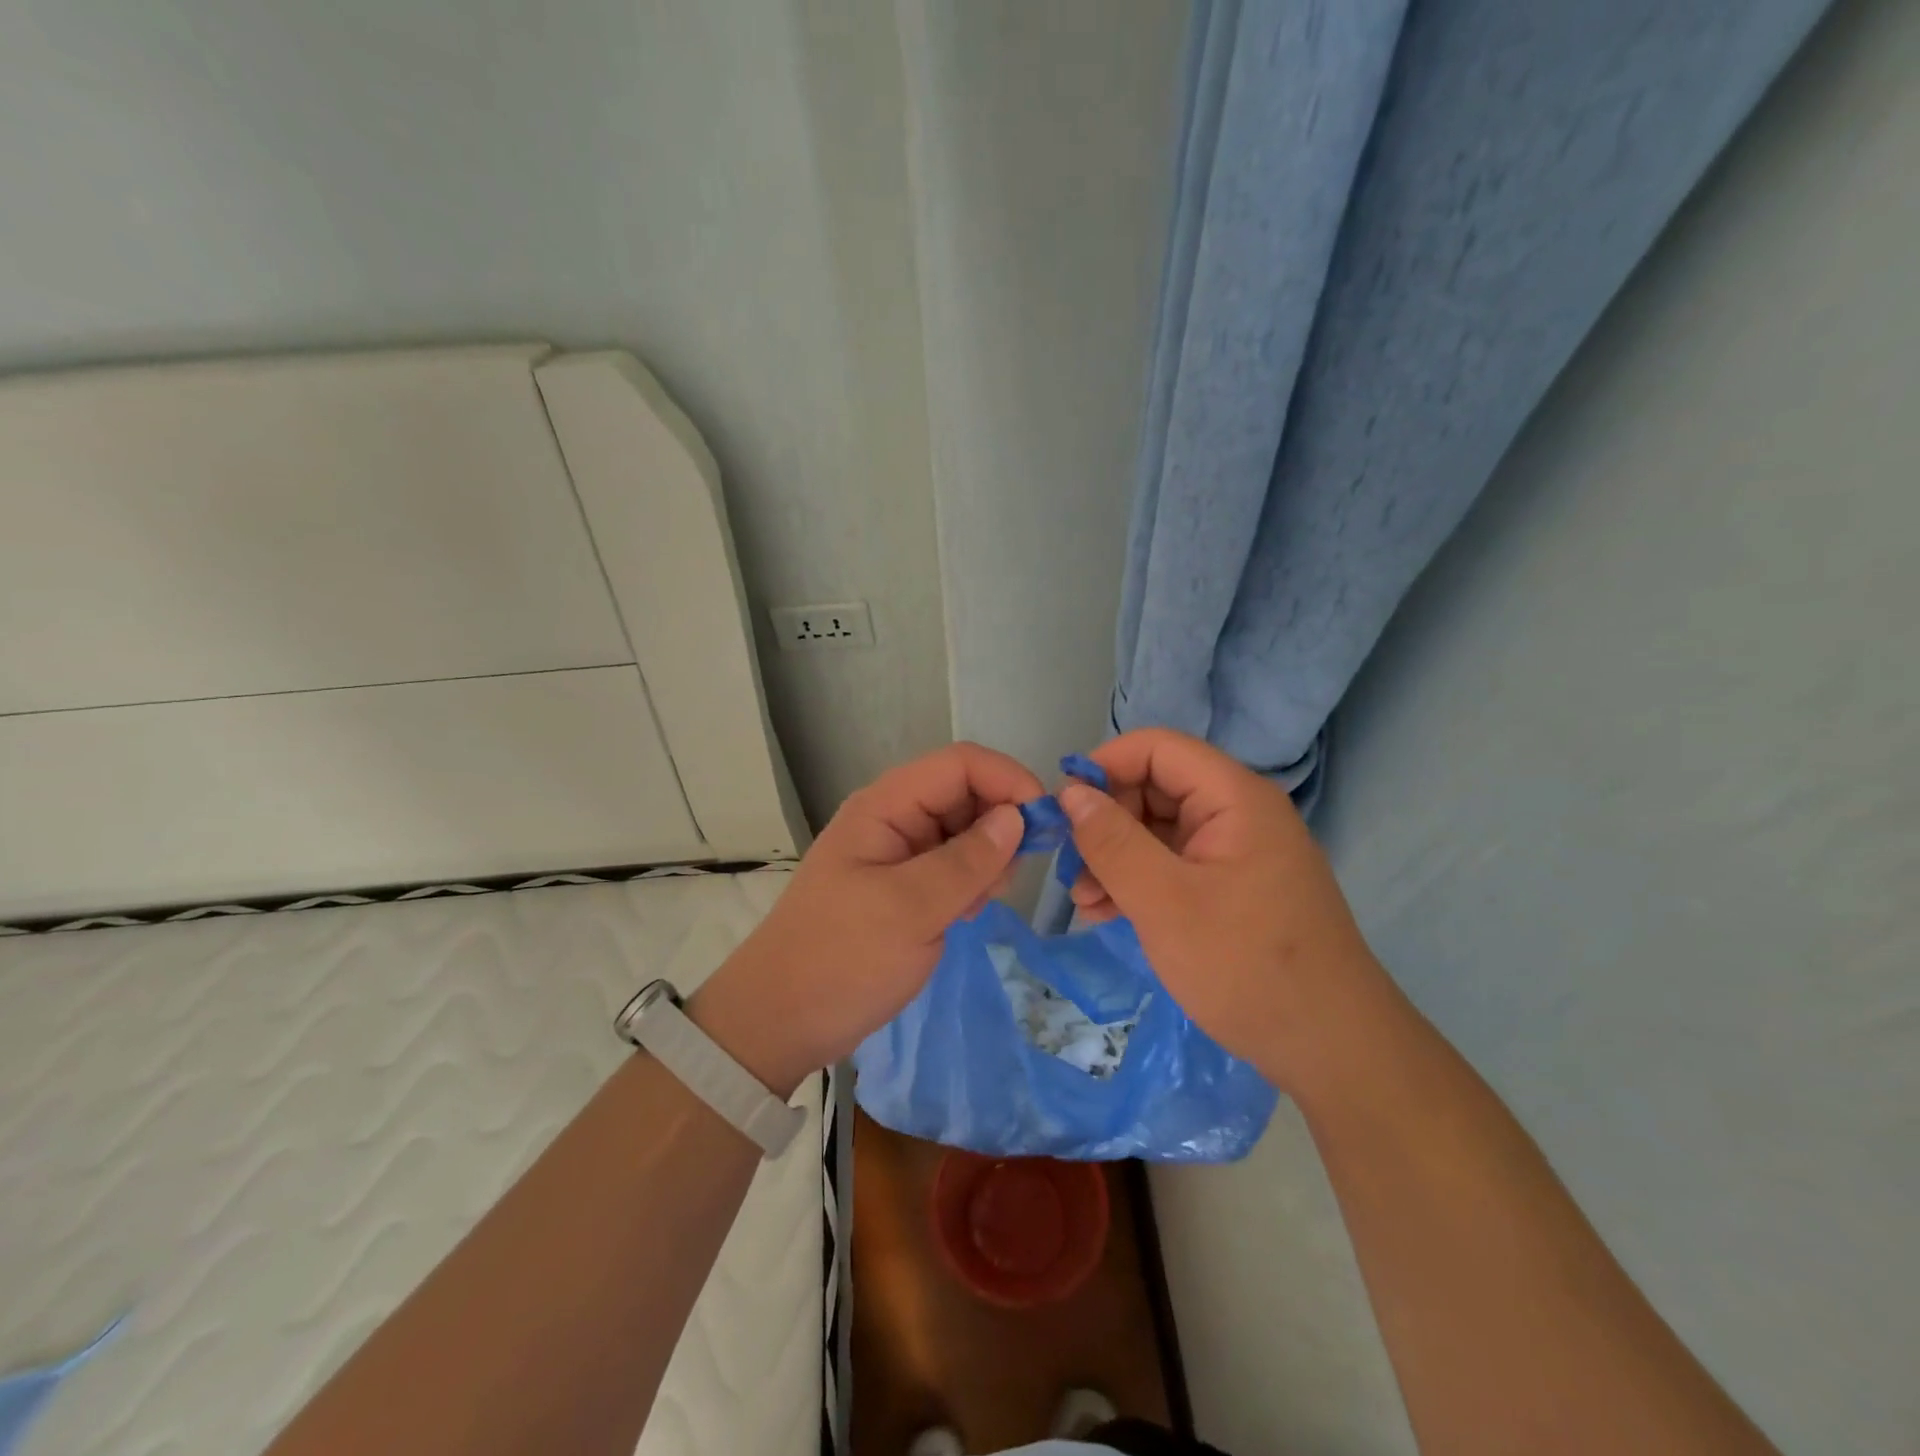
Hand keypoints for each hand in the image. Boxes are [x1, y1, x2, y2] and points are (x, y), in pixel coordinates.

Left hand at [690, 742, 1041, 1095]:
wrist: (779, 1022)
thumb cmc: (841, 960)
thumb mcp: (910, 910)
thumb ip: (968, 861)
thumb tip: (1017, 818)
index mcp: (886, 806)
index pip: (961, 764)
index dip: (1008, 780)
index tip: (1045, 825)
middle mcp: (893, 819)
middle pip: (965, 794)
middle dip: (1000, 826)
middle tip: (1007, 880)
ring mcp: (898, 854)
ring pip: (963, 832)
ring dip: (987, 859)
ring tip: (978, 904)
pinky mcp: (903, 887)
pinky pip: (951, 867)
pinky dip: (970, 883)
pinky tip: (964, 915)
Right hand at [1059, 728, 1390, 1094]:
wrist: (1331, 1049)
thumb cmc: (1246, 965)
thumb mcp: (1165, 901)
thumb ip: (1112, 842)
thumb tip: (1071, 793)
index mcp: (1234, 798)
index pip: (1158, 748)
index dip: (1105, 765)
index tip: (1063, 806)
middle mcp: (1237, 814)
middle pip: (1155, 788)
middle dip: (1105, 820)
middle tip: (1069, 864)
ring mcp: (1235, 853)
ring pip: (1158, 831)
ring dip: (1114, 856)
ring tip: (1082, 899)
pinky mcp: (1231, 889)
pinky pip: (1173, 866)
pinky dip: (1137, 881)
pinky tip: (1105, 912)